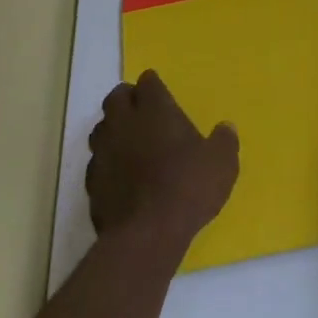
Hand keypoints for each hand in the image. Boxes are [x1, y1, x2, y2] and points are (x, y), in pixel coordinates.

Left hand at [86, 71, 238, 245]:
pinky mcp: (92, 182)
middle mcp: (125, 123)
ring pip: (101, 128)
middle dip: (127, 99)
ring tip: (129, 142)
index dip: (153, 85)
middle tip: (141, 111)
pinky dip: (107, 163)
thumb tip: (225, 128)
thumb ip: (224, 141)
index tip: (160, 93)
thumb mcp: (222, 163)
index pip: (148, 82)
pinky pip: (96, 162)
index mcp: (155, 109)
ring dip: (113, 129)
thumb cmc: (189, 187)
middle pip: (116, 98)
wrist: (147, 235)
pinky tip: (120, 175)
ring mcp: (104, 152)